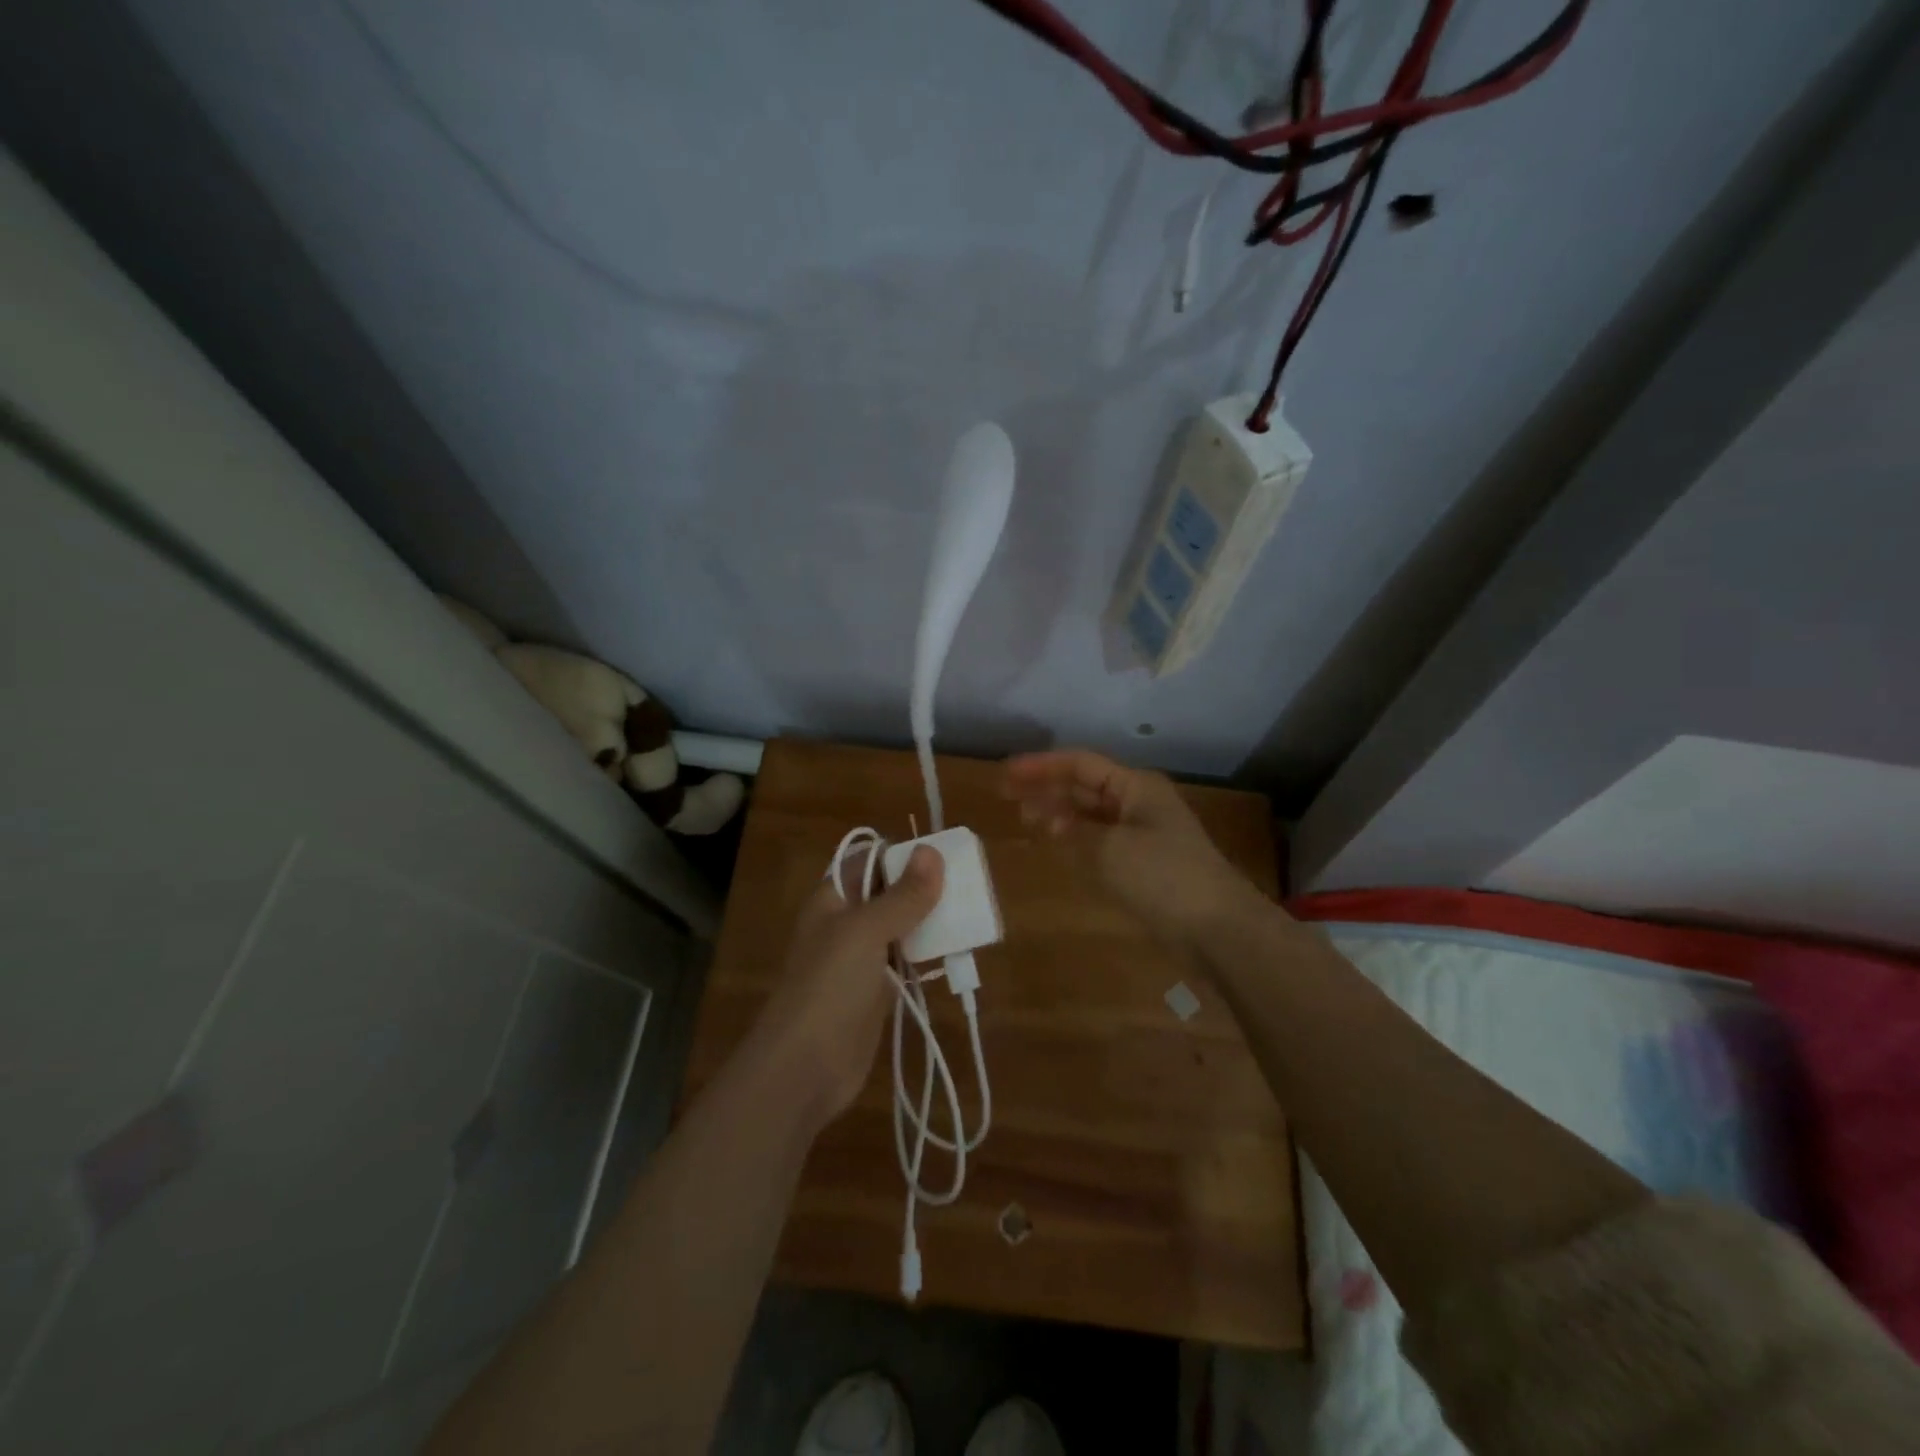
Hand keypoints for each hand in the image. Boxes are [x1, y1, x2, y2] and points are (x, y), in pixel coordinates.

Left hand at [748, 844, 944, 1127]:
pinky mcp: (876, 992)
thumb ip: (903, 895)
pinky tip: (956, 950)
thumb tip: (931, 851)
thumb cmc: (831, 986)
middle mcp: (846, 922)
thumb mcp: (867, 931)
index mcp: (834, 898)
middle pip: (889, 892)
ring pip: (901, 927)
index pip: (869, 860)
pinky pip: (907, 962)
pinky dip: (929, 955)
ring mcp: (861, 959)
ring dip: (931, 920)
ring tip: (972, 911)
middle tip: (969, 883)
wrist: (805, 1067)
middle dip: (924, 887)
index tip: (944, 854)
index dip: (903, 854)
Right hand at [1003, 749, 1258, 944]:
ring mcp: (1143, 833)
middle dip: (1046, 787)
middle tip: (1006, 795)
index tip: (1005, 773)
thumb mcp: (1110, 848)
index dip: (1041, 766)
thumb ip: (1075, 830)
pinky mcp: (1144, 863)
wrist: (1217, 928)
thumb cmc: (1162, 876)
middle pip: (1084, 786)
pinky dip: (1076, 837)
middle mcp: (1138, 802)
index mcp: (1135, 787)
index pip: (1080, 764)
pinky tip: (1057, 841)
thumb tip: (1054, 820)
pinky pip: (1101, 839)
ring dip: (1059, 812)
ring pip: (1091, 813)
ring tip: (1025, 817)